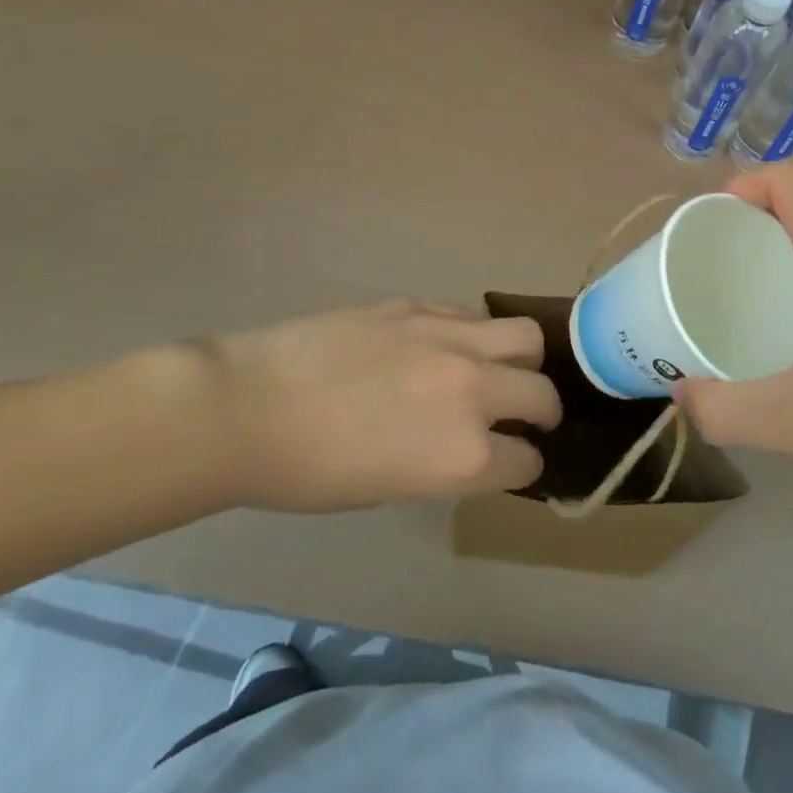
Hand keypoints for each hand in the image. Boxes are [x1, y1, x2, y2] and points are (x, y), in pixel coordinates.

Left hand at [176, 299, 559, 512]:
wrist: (249, 407)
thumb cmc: (310, 472)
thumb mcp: (393, 487)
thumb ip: (448, 462)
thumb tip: (475, 445)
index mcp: (462, 455)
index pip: (526, 460)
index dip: (523, 464)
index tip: (516, 460)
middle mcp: (472, 391)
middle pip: (542, 392)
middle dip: (543, 410)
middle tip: (527, 414)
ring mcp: (449, 338)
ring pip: (525, 336)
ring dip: (524, 360)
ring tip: (503, 367)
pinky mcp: (421, 305)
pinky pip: (472, 315)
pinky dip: (477, 335)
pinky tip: (451, 345)